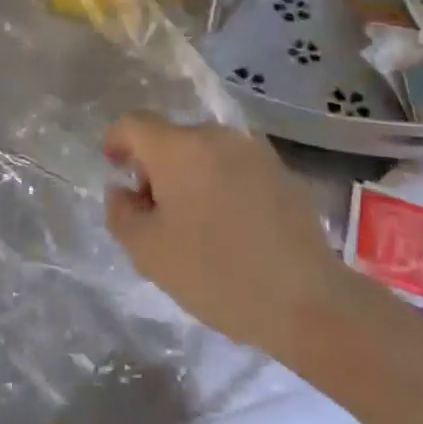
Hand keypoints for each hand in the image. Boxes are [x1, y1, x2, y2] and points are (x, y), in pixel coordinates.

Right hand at [104, 113, 360, 356]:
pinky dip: (221, 184)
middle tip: (154, 213)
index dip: (117, 141)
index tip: (115, 169)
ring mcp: (254, 150)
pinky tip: (231, 226)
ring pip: (205, 152)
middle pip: (171, 139)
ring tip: (195, 223)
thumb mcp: (149, 252)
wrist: (307, 300)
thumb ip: (122, 213)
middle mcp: (216, 135)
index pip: (134, 124)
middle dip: (155, 167)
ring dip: (190, 176)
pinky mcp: (281, 171)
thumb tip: (123, 191)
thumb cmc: (216, 273)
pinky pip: (235, 167)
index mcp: (179, 147)